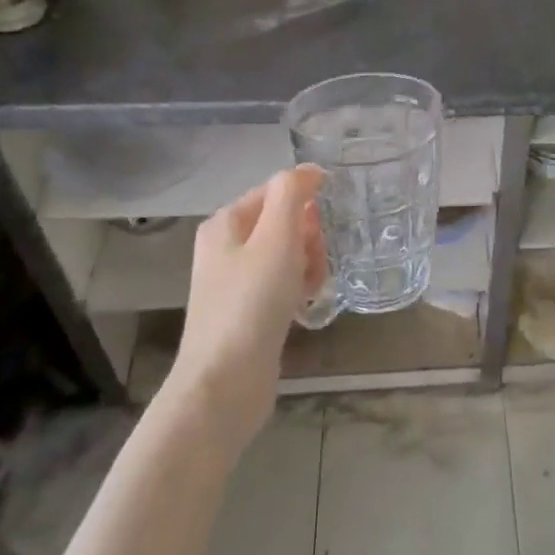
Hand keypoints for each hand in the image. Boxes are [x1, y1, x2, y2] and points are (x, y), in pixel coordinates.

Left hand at [175, 166, 327, 443]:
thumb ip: (291, 195)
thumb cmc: (251, 303)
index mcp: (225, 223)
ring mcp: (235, 282)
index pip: (275, 191)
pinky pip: (283, 285)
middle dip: (309, 237)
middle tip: (315, 260)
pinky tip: (307, 305)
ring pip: (287, 255)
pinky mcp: (248, 312)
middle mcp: (226, 248)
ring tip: (313, 288)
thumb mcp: (276, 238)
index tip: (328, 223)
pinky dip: (299, 289)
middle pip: (283, 223)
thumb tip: (307, 170)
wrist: (225, 383)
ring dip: (309, 264)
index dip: (306, 201)